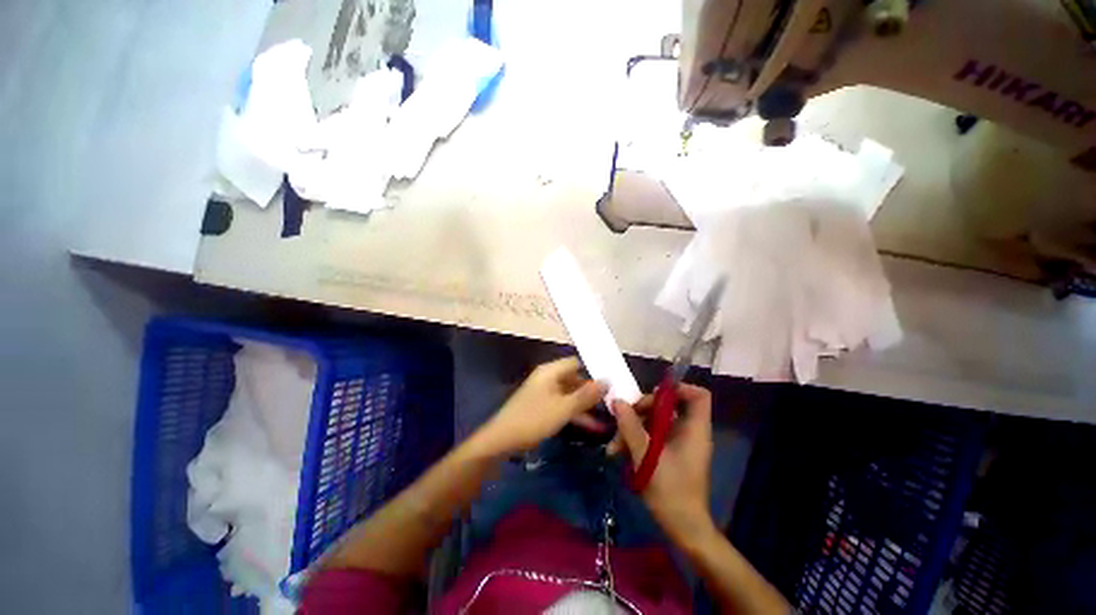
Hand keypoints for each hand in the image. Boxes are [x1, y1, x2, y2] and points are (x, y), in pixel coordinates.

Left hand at [474, 357, 608, 455]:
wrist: (501, 440)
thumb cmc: (533, 419)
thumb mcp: (564, 408)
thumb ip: (586, 395)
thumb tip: (607, 381)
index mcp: (550, 371)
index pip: (576, 362)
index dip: (593, 371)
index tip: (611, 382)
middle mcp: (548, 378)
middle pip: (574, 379)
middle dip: (592, 390)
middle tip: (613, 401)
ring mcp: (544, 393)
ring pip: (570, 394)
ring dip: (586, 405)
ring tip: (608, 416)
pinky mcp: (542, 407)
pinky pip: (563, 405)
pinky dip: (575, 413)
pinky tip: (592, 426)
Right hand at [610, 384, 715, 543]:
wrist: (683, 529)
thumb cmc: (671, 492)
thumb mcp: (647, 457)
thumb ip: (631, 427)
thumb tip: (616, 401)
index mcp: (694, 430)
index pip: (698, 396)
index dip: (679, 388)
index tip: (653, 392)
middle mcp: (688, 432)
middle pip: (667, 405)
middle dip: (641, 410)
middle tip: (622, 419)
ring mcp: (678, 442)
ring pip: (654, 421)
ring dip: (632, 428)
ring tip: (615, 446)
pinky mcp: (669, 452)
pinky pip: (651, 435)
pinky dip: (636, 440)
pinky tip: (620, 453)